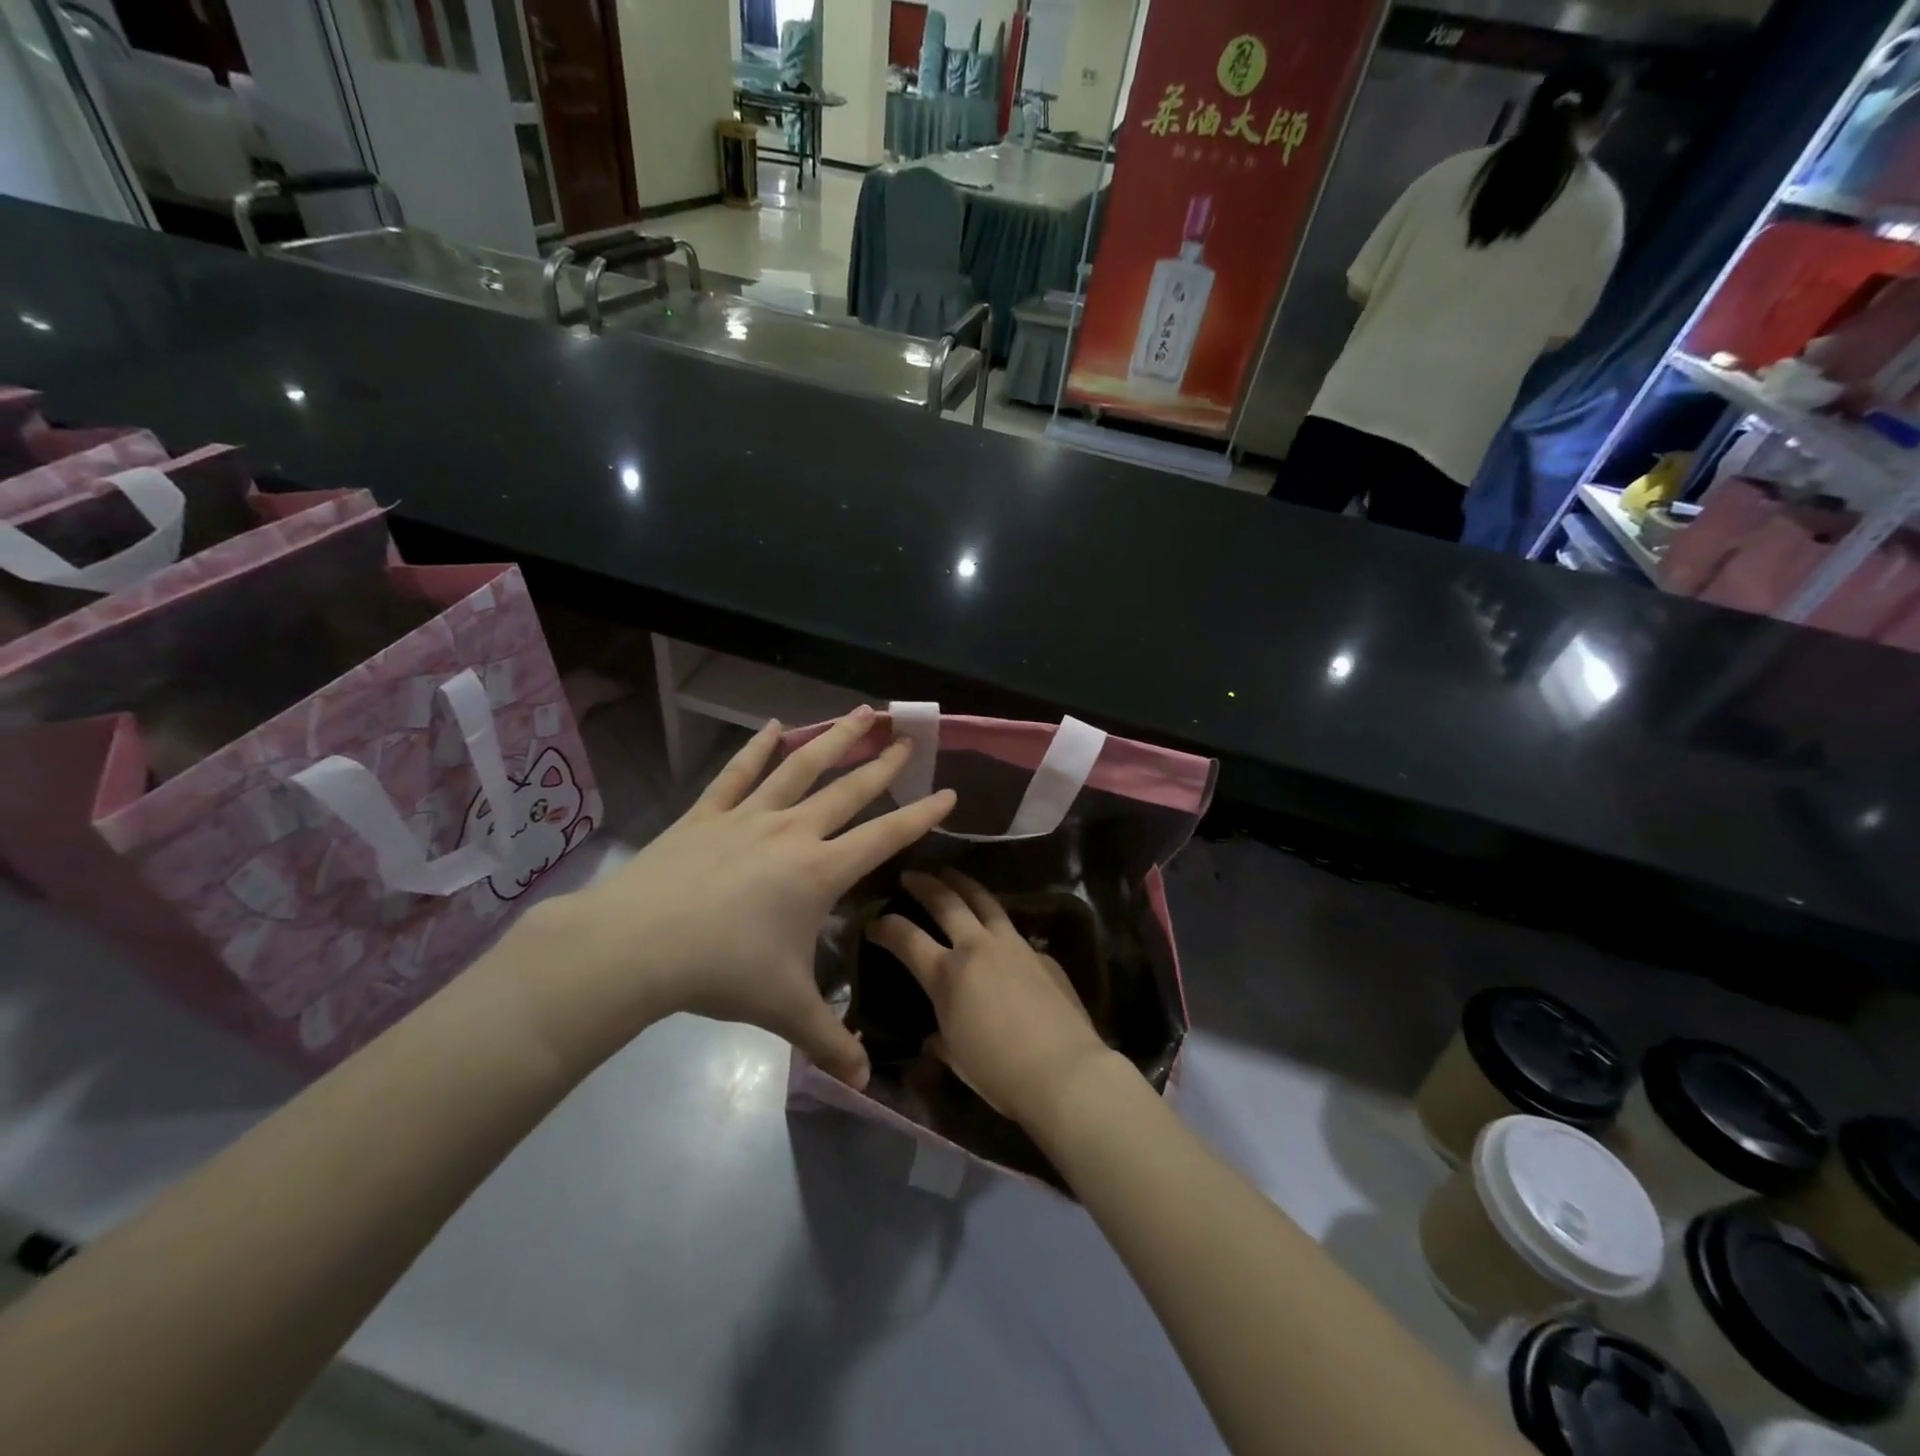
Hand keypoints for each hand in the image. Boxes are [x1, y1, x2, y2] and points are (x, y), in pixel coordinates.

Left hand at [518, 707, 954, 1082]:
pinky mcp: (707, 813)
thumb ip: (829, 1040)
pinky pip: (738, 773)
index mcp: (820, 871)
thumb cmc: (722, 971)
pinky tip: (773, 724)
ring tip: (858, 712)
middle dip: (883, 764)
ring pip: (800, 767)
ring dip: (833, 738)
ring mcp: (748, 817)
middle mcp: (793, 832)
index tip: (949, 791)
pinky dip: (757, 747)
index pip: (885, 836)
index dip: (921, 815)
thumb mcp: (784, 1009)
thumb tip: (864, 1082)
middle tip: (907, 737)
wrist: (638, 946)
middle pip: (849, 790)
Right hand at [867, 871, 1114, 1128]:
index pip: (906, 938)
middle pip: (946, 901)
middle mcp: (977, 947)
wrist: (1063, 1071)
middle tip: (911, 875)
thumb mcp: (956, 1057)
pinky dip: (996, 920)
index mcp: (947, 974)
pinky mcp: (1041, 953)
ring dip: (963, 883)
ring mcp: (1013, 945)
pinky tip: (995, 927)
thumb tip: (933, 1038)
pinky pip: (1013, 928)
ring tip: (951, 874)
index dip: (885, 926)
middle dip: (924, 884)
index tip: (874, 921)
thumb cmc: (998, 1073)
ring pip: (984, 900)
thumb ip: (939, 1038)